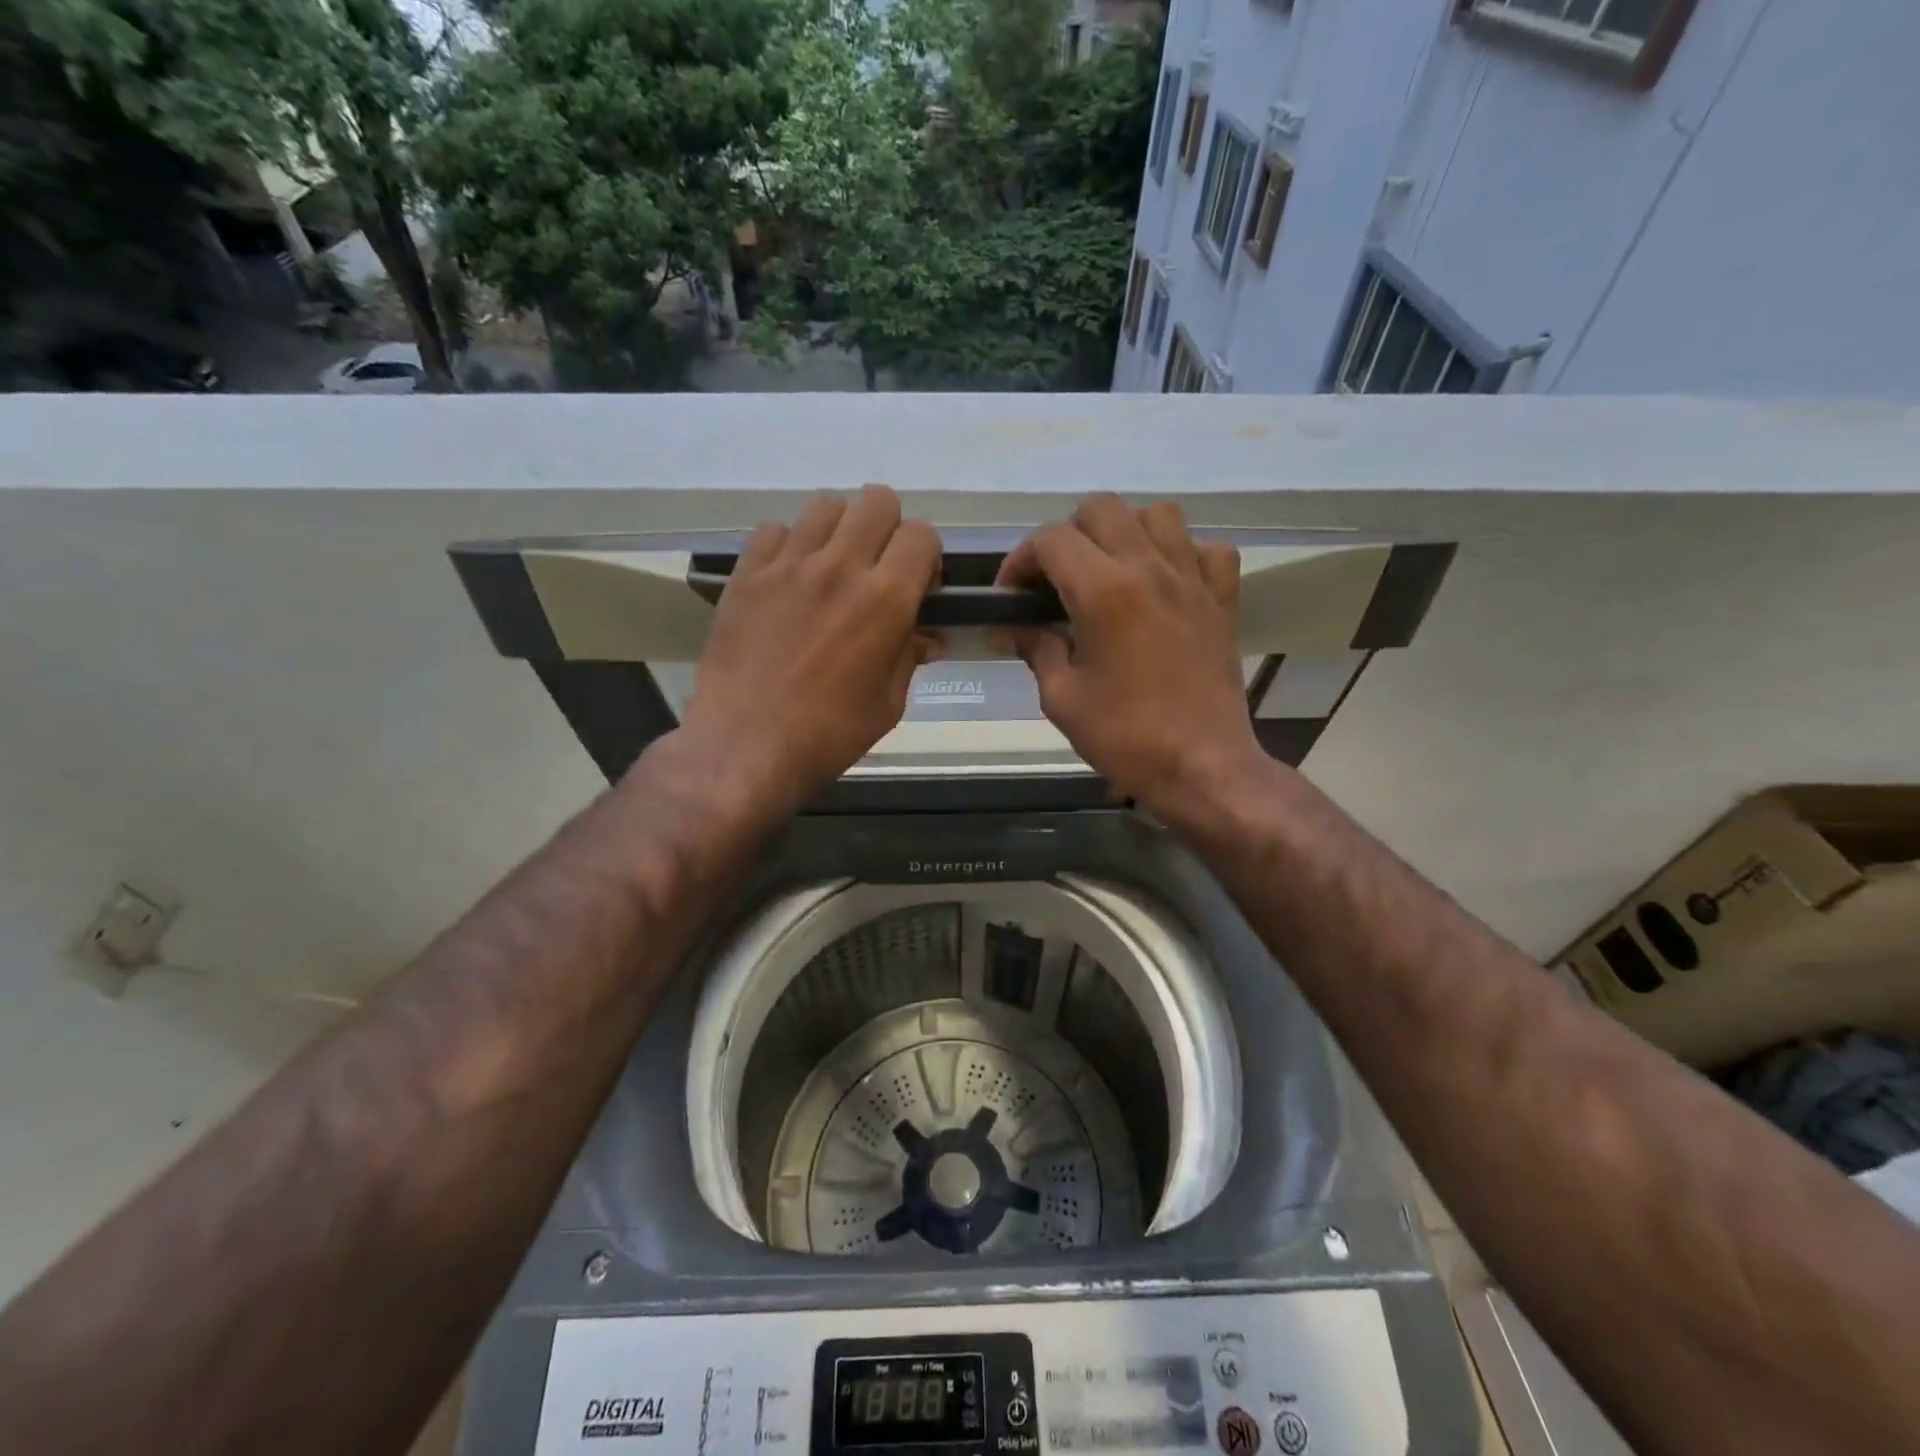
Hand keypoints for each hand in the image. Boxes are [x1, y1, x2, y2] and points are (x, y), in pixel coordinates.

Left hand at [680, 487, 940, 810]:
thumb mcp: (889, 704)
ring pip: (825, 506)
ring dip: (840, 531)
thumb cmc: (828, 734)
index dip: (926, 557)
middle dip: (888, 528)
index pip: (921, 535)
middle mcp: (840, 568)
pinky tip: (788, 579)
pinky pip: (774, 530)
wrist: (746, 745)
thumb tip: (923, 635)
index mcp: (885, 600)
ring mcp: (788, 565)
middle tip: (877, 568)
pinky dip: (788, 545)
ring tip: (831, 568)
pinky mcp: (746, 574)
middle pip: (877, 501)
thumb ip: (909, 656)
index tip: (917, 586)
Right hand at [996, 495, 1261, 813]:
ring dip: (1126, 532)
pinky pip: (1208, 551)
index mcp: (1104, 591)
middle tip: (1056, 580)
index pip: (1051, 540)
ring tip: (1111, 571)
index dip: (1020, 560)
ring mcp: (1193, 581)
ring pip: (1158, 515)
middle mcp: (1150, 569)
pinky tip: (1166, 584)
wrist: (1202, 767)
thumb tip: (1015, 628)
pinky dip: (1184, 555)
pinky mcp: (1223, 601)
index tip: (1012, 595)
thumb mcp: (1061, 698)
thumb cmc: (1125, 737)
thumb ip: (1036, 649)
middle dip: (1067, 536)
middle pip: (1102, 509)